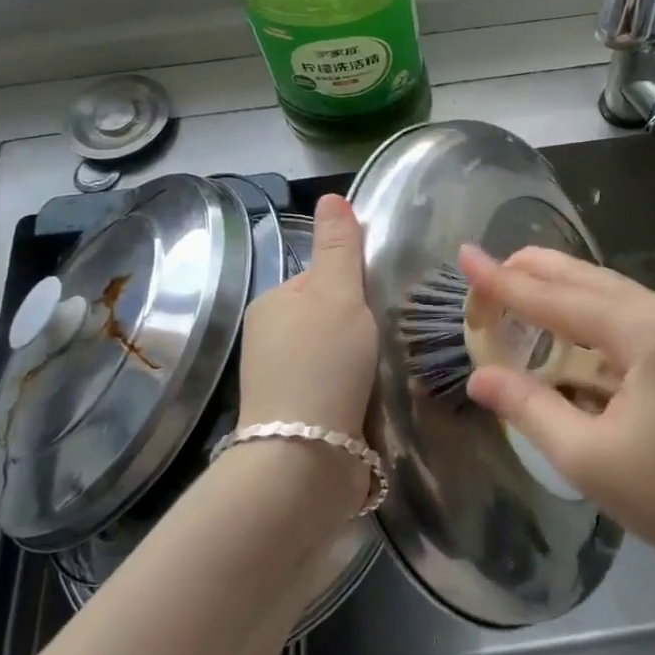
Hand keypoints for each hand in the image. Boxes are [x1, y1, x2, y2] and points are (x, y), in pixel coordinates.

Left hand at [237, 193, 377, 446]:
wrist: (304, 460)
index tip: (380, 302)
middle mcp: (268, 338)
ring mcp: (279, 382)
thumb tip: (331, 195)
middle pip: (328, 316)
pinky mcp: (297, 417)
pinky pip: (334, 387)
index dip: (355, 285)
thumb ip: (339, 246)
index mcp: (272, 302)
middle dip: (359, 325)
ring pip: (333, 354)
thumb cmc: (322, 363)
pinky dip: (354, 389)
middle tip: (387, 337)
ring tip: (384, 371)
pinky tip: (370, 399)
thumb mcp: (336, 293)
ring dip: (358, 359)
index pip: (322, 276)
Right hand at [460, 245, 654, 579]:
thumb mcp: (589, 458)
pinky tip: (580, 329)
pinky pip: (640, 317)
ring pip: (618, 295)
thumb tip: (479, 377)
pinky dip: (599, 314)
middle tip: (492, 266)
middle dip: (538, 271)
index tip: (466, 255)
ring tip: (525, 287)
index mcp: (647, 333)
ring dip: (569, 290)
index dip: (506, 282)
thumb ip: (530, 407)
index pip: (559, 299)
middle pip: (591, 280)